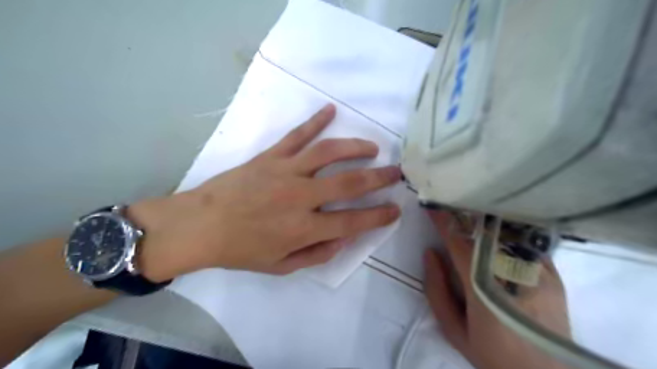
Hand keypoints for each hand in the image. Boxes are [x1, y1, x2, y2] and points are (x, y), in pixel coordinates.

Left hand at [130, 105, 403, 279]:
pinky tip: (331, 110)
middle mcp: (300, 196)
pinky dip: (315, 121)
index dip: (378, 216)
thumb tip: (345, 238)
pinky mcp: (270, 156)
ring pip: (329, 152)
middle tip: (396, 172)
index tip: (395, 209)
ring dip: (355, 147)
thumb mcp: (281, 266)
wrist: (200, 225)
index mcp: (303, 228)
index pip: (353, 222)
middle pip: (349, 183)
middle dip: (379, 177)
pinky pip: (297, 135)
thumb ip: (317, 255)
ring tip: (372, 147)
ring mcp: (285, 171)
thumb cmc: (241, 250)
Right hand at [427, 210, 570, 368]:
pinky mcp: (553, 275)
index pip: (460, 243)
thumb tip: (431, 253)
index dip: (444, 223)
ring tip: (468, 213)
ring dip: (483, 221)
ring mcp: (538, 272)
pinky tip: (495, 230)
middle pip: (484, 233)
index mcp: (484, 289)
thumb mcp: (454, 330)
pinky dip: (505, 233)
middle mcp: (513, 274)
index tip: (431, 207)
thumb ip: (437, 290)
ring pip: (506, 233)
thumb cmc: (494, 354)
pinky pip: (524, 244)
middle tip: (449, 204)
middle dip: (463, 215)